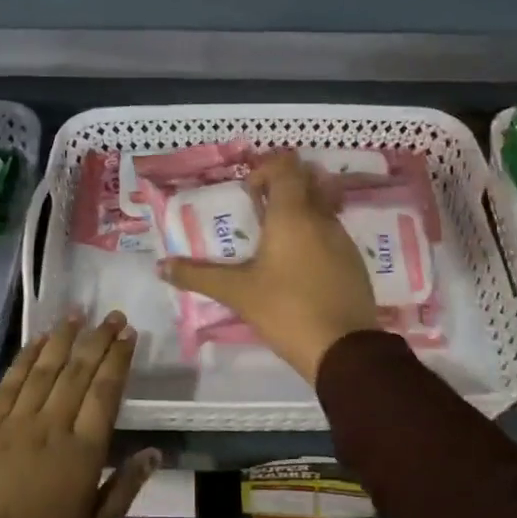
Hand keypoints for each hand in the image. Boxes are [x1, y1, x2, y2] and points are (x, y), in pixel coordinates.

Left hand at [0, 312, 158, 517]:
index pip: (105, 393)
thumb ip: (124, 490)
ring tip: (77, 313)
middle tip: (112, 315)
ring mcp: (15, 424)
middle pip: (78, 372)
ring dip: (63, 338)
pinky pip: (10, 384)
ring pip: (45, 370)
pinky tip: (37, 341)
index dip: (119, 359)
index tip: (129, 334)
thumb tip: (154, 452)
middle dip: (98, 339)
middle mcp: (51, 428)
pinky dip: (26, 358)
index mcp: (82, 454)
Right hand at [159, 151, 378, 384]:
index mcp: (293, 214)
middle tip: (257, 212)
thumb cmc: (286, 310)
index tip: (247, 193)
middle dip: (281, 189)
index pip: (285, 167)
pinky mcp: (354, 262)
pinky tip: (296, 268)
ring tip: (272, 243)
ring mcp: (343, 239)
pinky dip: (313, 237)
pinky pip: (331, 234)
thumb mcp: (237, 293)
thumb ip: (198, 276)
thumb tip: (162, 266)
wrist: (344, 350)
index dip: (265, 169)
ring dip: (298, 214)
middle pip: (306, 182)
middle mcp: (321, 218)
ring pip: (321, 208)